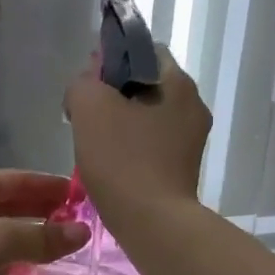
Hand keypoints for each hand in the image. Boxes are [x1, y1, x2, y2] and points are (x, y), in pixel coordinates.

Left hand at [0, 172, 90, 274]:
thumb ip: (41, 238)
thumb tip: (82, 234)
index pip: (20, 179)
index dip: (53, 187)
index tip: (86, 197)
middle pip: (10, 204)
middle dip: (43, 214)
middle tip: (81, 227)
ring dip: (28, 239)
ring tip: (64, 250)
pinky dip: (8, 260)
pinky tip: (30, 270)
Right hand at [65, 45, 212, 223]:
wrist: (152, 223)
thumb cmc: (122, 160)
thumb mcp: (89, 107)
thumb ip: (82, 83)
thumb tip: (87, 85)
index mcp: (178, 83)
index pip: (143, 50)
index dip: (111, 60)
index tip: (88, 85)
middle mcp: (193, 106)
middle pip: (145, 86)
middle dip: (113, 96)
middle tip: (85, 117)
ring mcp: (191, 141)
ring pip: (147, 118)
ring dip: (120, 125)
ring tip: (94, 145)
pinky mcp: (183, 169)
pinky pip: (151, 146)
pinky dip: (130, 150)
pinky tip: (111, 166)